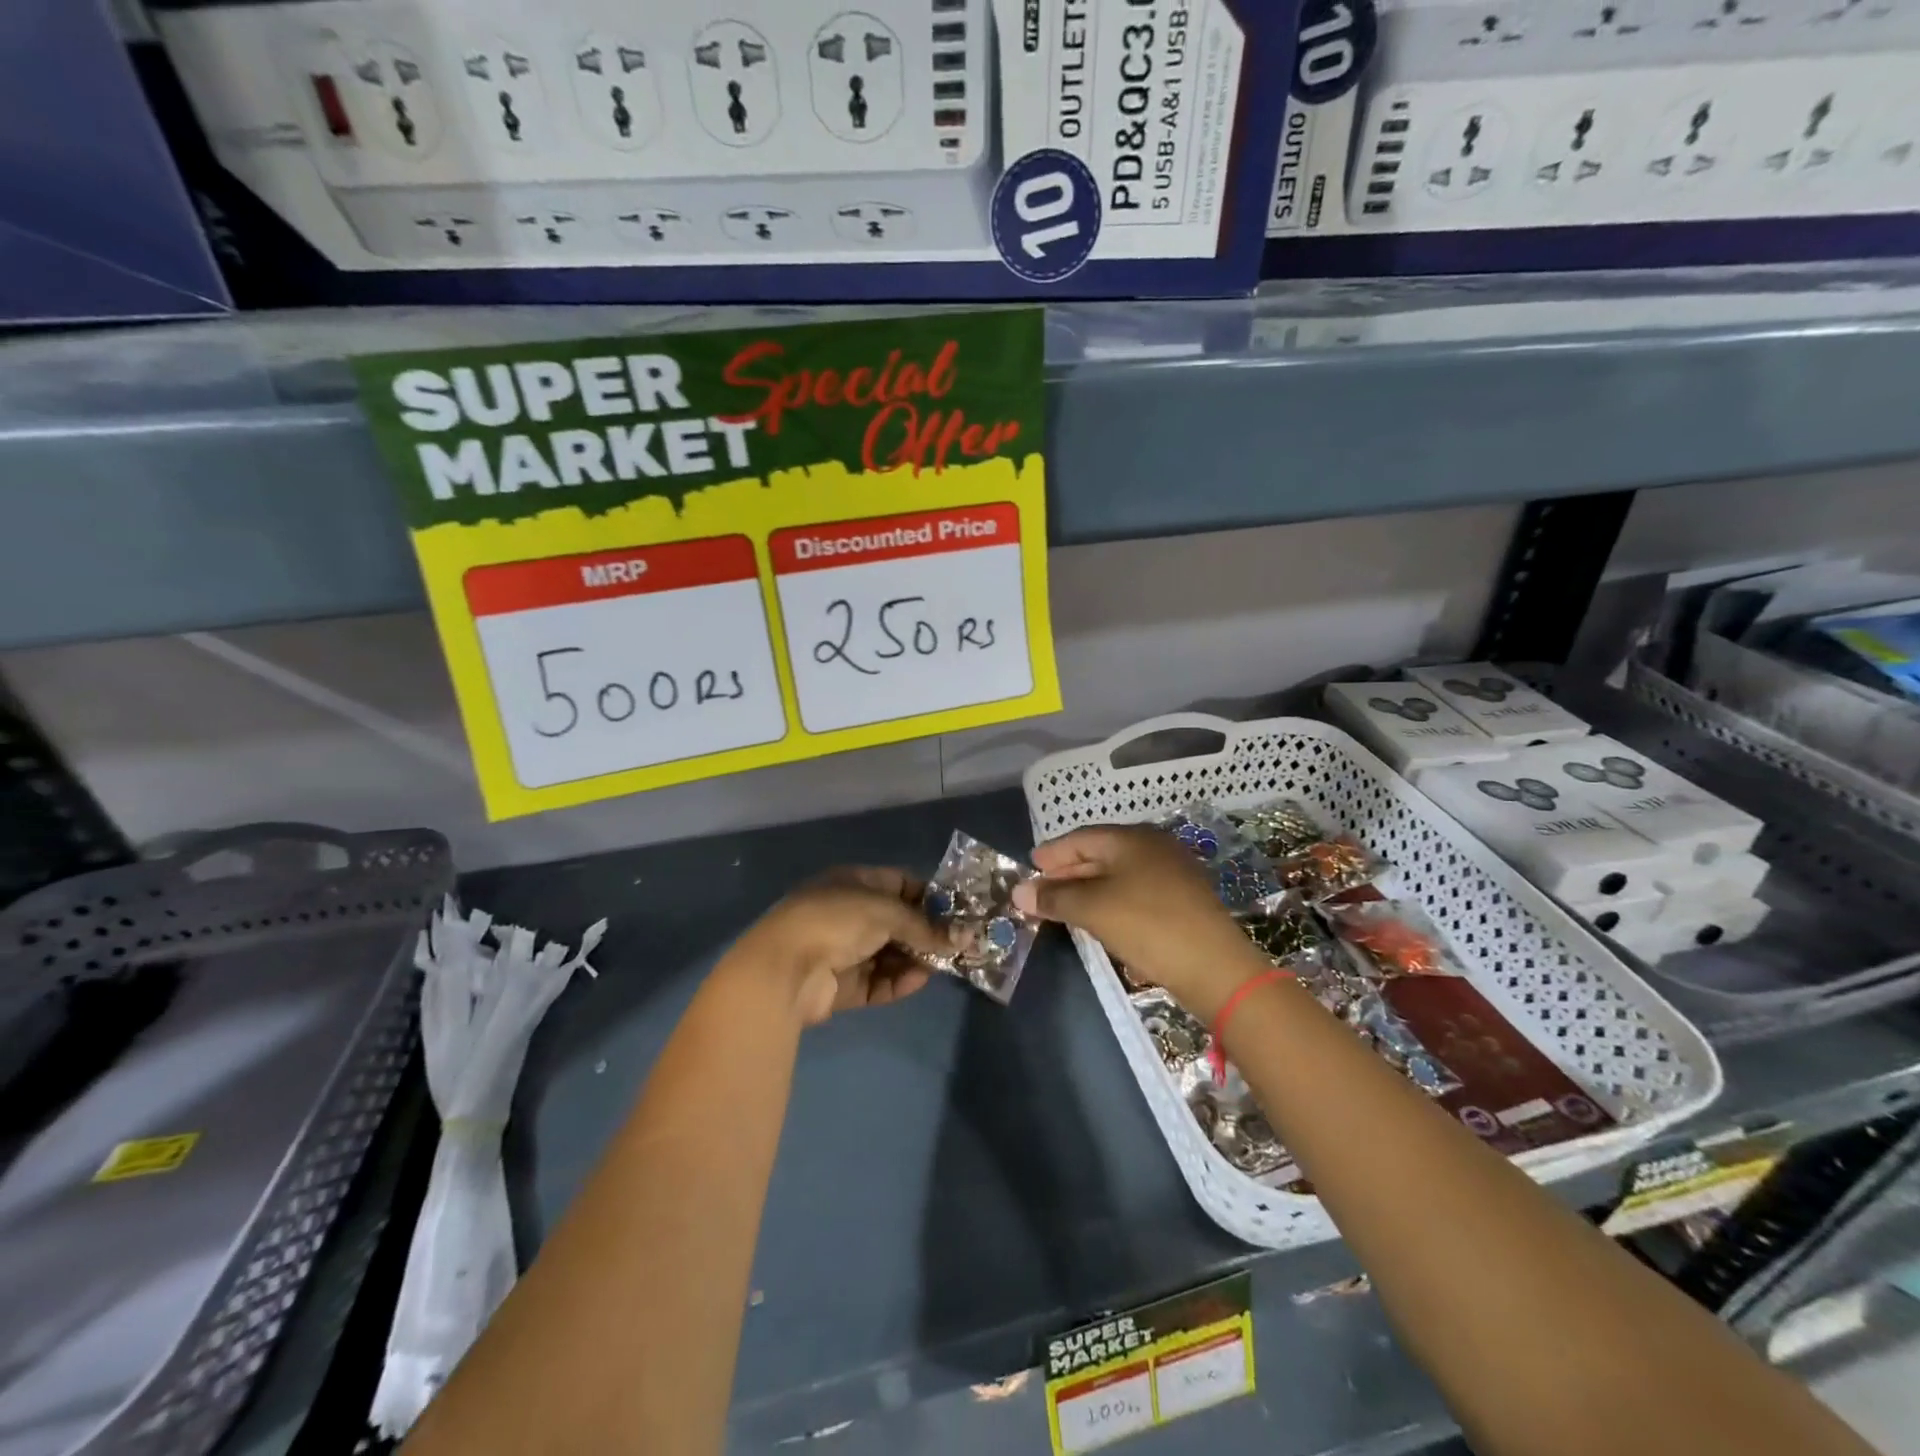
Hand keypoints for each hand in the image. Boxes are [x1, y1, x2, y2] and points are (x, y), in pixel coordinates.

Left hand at [737, 867, 951, 1026]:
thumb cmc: (835, 920)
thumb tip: (963, 937)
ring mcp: (844, 950)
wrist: (784, 968)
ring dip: (915, 959)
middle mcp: (849, 913)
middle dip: (926, 933)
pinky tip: (918, 980)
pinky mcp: (842, 985)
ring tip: (942, 965)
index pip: (899, 884)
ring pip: (890, 954)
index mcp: (854, 883)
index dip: (929, 897)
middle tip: (958, 945)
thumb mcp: (886, 911)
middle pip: (897, 922)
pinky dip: (898, 981)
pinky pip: (878, 982)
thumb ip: (925, 925)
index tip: (957, 912)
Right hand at [1011, 826, 1263, 1017]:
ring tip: (1065, 905)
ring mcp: (1173, 873)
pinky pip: (1136, 891)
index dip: (1052, 852)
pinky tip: (1101, 918)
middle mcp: (1154, 847)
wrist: (1214, 967)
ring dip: (1089, 888)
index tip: (1030, 865)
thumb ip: (1054, 898)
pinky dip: (1112, 900)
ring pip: (1119, 874)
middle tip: (1042, 888)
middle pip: (1100, 854)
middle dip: (1068, 872)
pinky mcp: (1183, 900)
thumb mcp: (1093, 909)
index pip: (1081, 838)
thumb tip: (1019, 892)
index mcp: (1131, 838)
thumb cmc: (1147, 925)